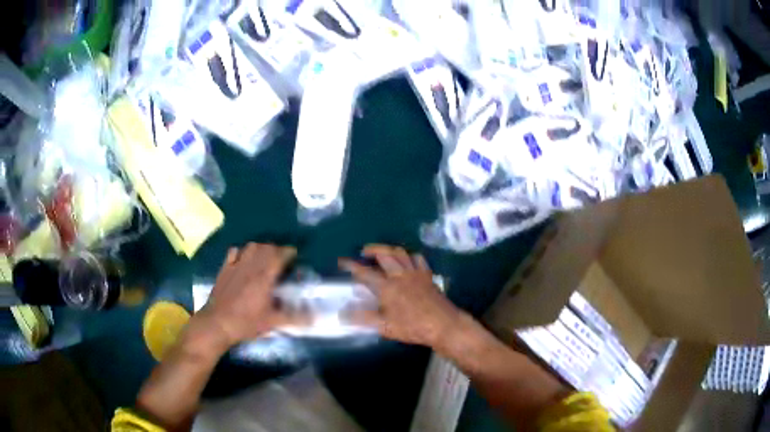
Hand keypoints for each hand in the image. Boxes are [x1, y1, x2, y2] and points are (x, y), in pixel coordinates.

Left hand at [197, 243, 299, 346]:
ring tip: (265, 257)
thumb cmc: (246, 322)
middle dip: (277, 249)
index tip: (295, 255)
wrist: (218, 323)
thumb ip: (294, 318)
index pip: (279, 255)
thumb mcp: (272, 323)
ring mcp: (236, 266)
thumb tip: (314, 318)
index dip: (289, 252)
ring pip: (251, 246)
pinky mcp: (225, 269)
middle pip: (266, 247)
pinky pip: (234, 252)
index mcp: (264, 277)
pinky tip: (244, 260)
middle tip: (282, 259)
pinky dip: (242, 252)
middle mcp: (251, 266)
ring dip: (261, 248)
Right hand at [339, 244, 461, 347]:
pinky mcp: (427, 275)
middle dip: (371, 249)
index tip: (342, 261)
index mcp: (387, 287)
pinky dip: (409, 256)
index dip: (351, 266)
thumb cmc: (413, 327)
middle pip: (384, 254)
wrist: (443, 324)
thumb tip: (342, 314)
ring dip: (389, 249)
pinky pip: (418, 259)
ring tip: (382, 253)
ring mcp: (415, 273)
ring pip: (400, 253)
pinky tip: (407, 261)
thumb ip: (363, 319)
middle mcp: (400, 275)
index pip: (364, 273)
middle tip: (363, 252)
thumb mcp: (385, 327)